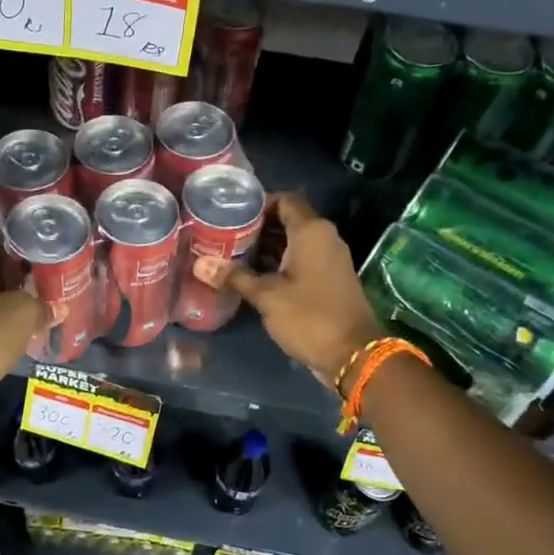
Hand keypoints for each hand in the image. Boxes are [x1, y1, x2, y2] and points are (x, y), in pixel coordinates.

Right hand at [206, 192, 383, 391]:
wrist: (354, 355)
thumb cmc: (310, 317)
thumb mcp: (267, 296)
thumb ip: (234, 276)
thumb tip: (200, 264)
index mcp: (312, 231)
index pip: (284, 199)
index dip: (258, 203)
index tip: (230, 214)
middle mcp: (324, 238)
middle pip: (287, 219)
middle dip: (256, 227)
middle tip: (224, 236)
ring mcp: (328, 259)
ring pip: (292, 242)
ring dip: (265, 247)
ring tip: (231, 255)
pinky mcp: (328, 279)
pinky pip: (300, 260)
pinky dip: (278, 263)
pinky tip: (251, 276)